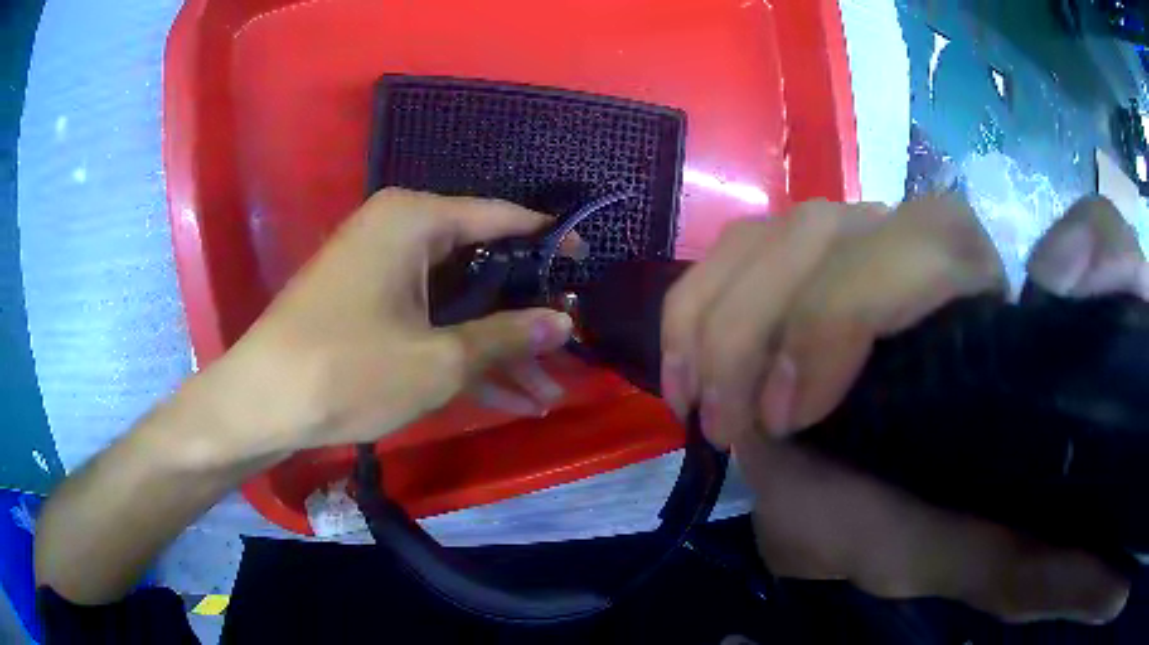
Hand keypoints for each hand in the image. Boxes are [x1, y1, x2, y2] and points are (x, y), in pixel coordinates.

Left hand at [194, 189, 575, 462]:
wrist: (262, 404)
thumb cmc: (348, 369)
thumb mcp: (439, 359)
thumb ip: (507, 336)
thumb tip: (564, 321)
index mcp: (416, 220)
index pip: (502, 219)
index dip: (549, 244)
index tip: (588, 267)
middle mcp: (400, 233)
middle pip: (481, 266)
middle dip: (524, 315)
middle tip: (571, 344)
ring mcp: (382, 272)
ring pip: (456, 304)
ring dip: (497, 348)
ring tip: (548, 390)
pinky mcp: (369, 306)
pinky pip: (428, 321)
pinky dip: (460, 354)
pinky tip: (505, 396)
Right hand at [662, 195, 1132, 621]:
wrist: (915, 528)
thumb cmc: (958, 525)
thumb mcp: (997, 520)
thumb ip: (1029, 434)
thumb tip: (1037, 338)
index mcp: (983, 304)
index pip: (925, 243)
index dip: (843, 313)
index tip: (796, 421)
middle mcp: (919, 258)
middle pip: (826, 226)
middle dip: (758, 327)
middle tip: (728, 427)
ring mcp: (853, 260)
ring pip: (772, 233)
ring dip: (715, 318)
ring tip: (699, 407)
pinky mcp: (798, 283)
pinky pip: (734, 257)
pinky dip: (695, 308)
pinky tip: (683, 373)